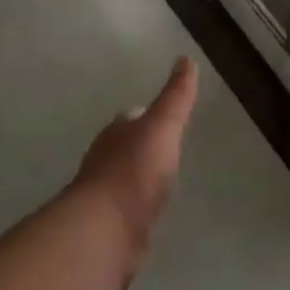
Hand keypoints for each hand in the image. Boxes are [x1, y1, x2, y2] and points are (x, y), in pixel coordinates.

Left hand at [74, 56, 199, 286]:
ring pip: (124, 180)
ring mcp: (104, 197)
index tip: (163, 116)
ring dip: (139, 179)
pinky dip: (137, 209)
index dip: (147, 116)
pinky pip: (127, 212)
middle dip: (141, 147)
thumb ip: (175, 96)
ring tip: (161, 181)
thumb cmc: (135, 170)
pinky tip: (151, 213)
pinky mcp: (109, 229)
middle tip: (164, 148)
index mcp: (116, 133)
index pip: (131, 118)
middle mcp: (104, 161)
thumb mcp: (162, 126)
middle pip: (125, 148)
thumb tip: (186, 58)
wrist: (107, 230)